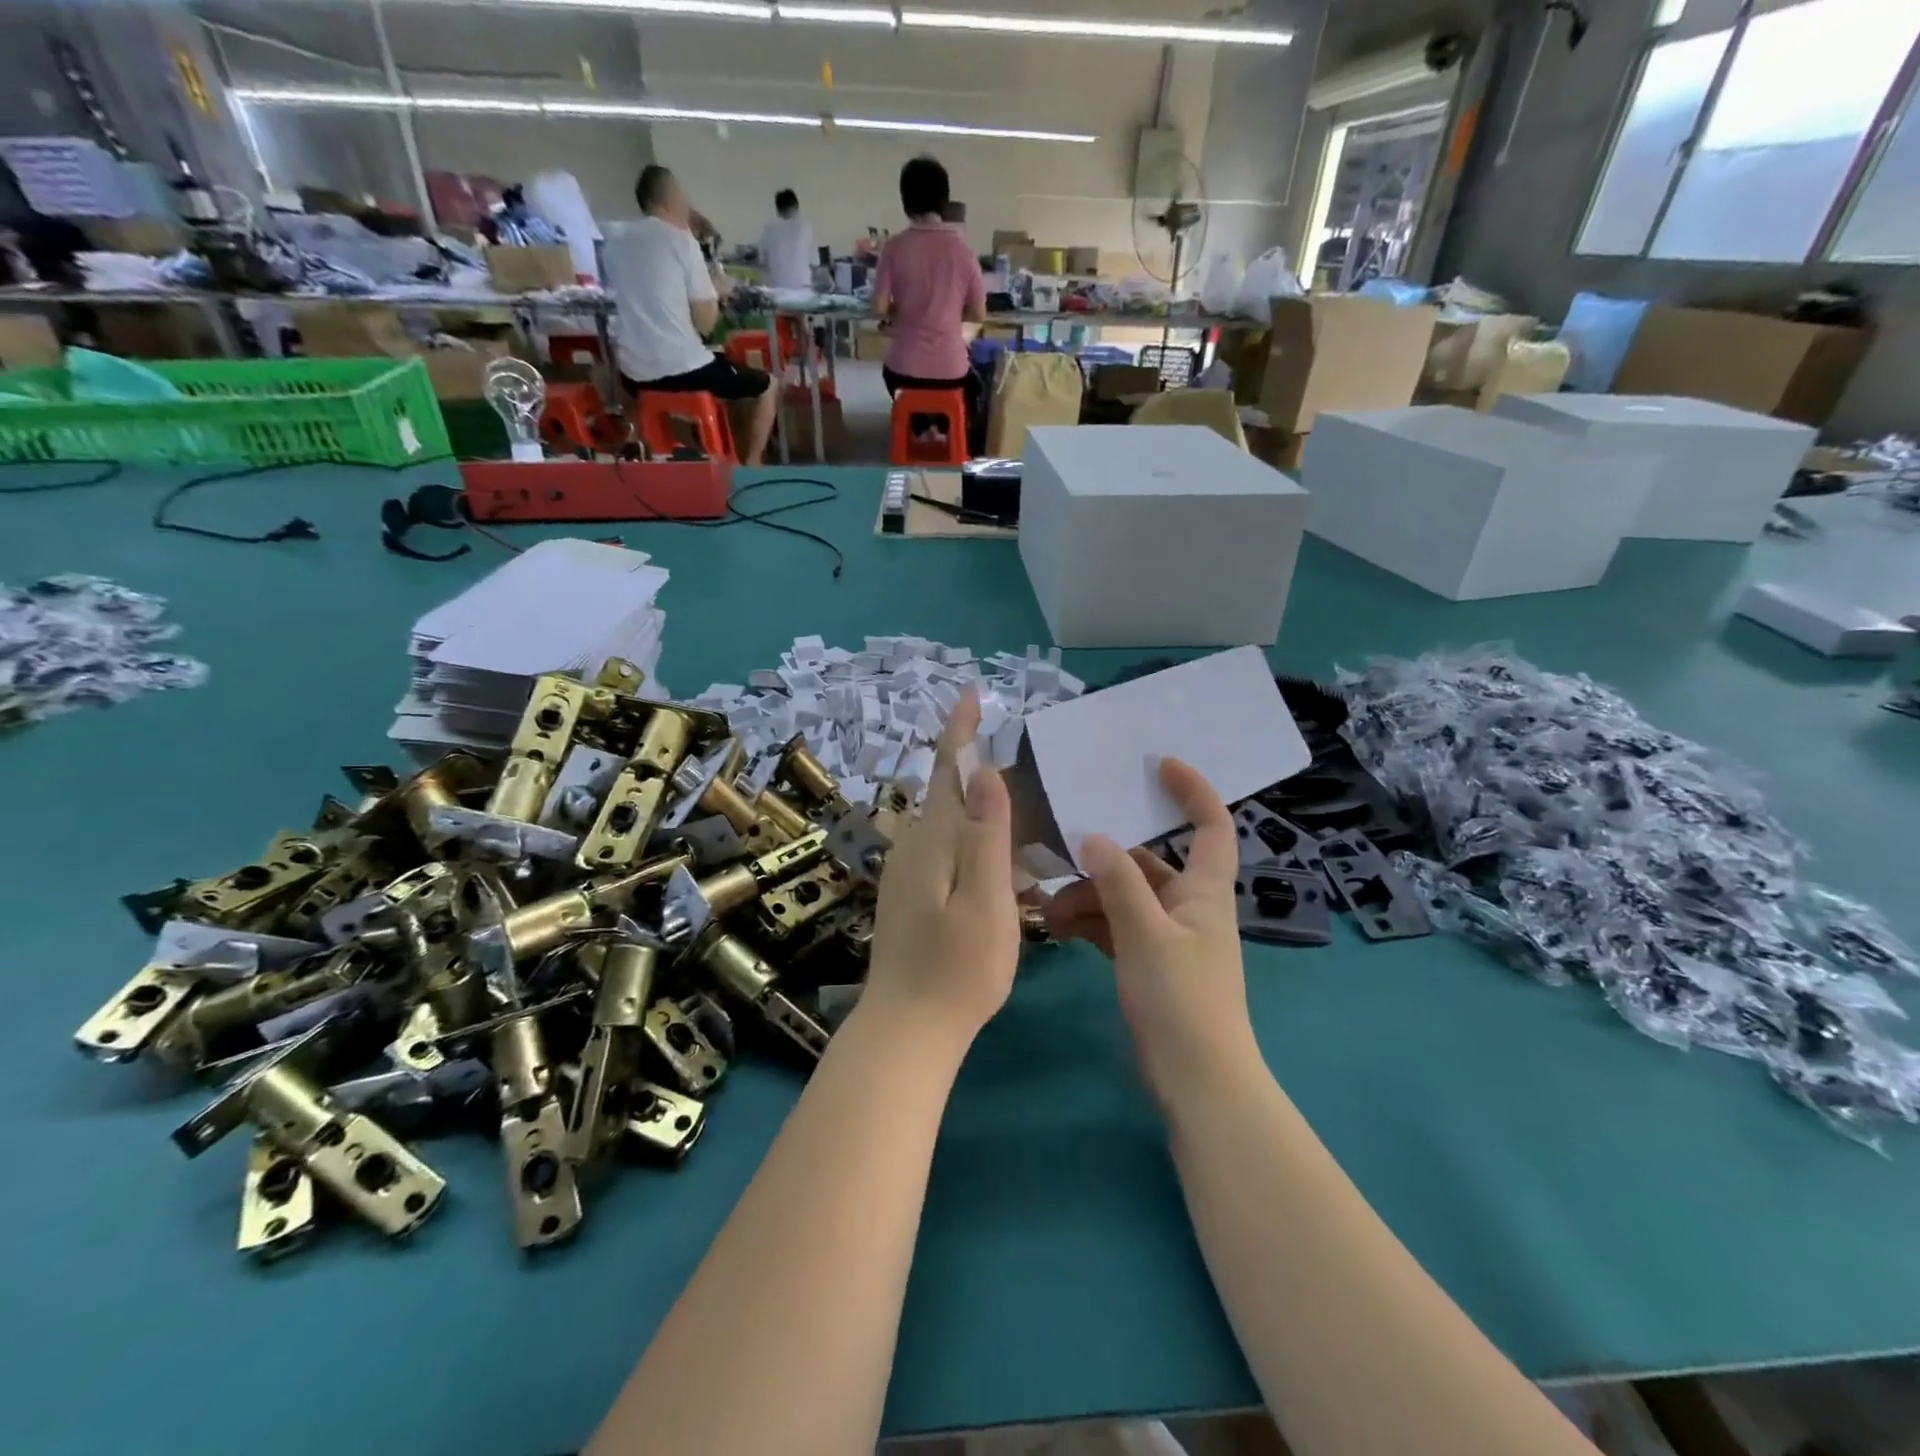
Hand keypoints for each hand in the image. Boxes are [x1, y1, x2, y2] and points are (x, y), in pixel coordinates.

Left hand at [864, 692, 1019, 1048]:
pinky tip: (995, 854)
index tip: (971, 694)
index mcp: (934, 840)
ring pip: (946, 821)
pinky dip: (970, 836)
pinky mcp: (910, 895)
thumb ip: (987, 835)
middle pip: (946, 791)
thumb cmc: (957, 968)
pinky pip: (945, 848)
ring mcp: (907, 872)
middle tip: (1017, 753)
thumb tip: (987, 771)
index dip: (960, 730)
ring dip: (975, 803)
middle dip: (973, 764)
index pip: (947, 769)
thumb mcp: (986, 900)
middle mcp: (914, 846)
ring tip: (1015, 800)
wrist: (907, 1027)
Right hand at [1044, 758, 1258, 1107]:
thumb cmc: (1182, 1000)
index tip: (1159, 765)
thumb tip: (1093, 836)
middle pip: (1148, 864)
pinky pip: (1117, 927)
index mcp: (1204, 890)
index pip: (1211, 826)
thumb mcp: (1146, 934)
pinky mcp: (1150, 962)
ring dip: (1089, 897)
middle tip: (1060, 858)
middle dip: (1105, 860)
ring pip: (1125, 897)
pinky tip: (1058, 929)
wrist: (1197, 1082)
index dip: (1192, 791)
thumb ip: (1118, 881)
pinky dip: (1091, 923)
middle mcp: (1189, 905)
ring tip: (1048, 910)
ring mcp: (1168, 935)